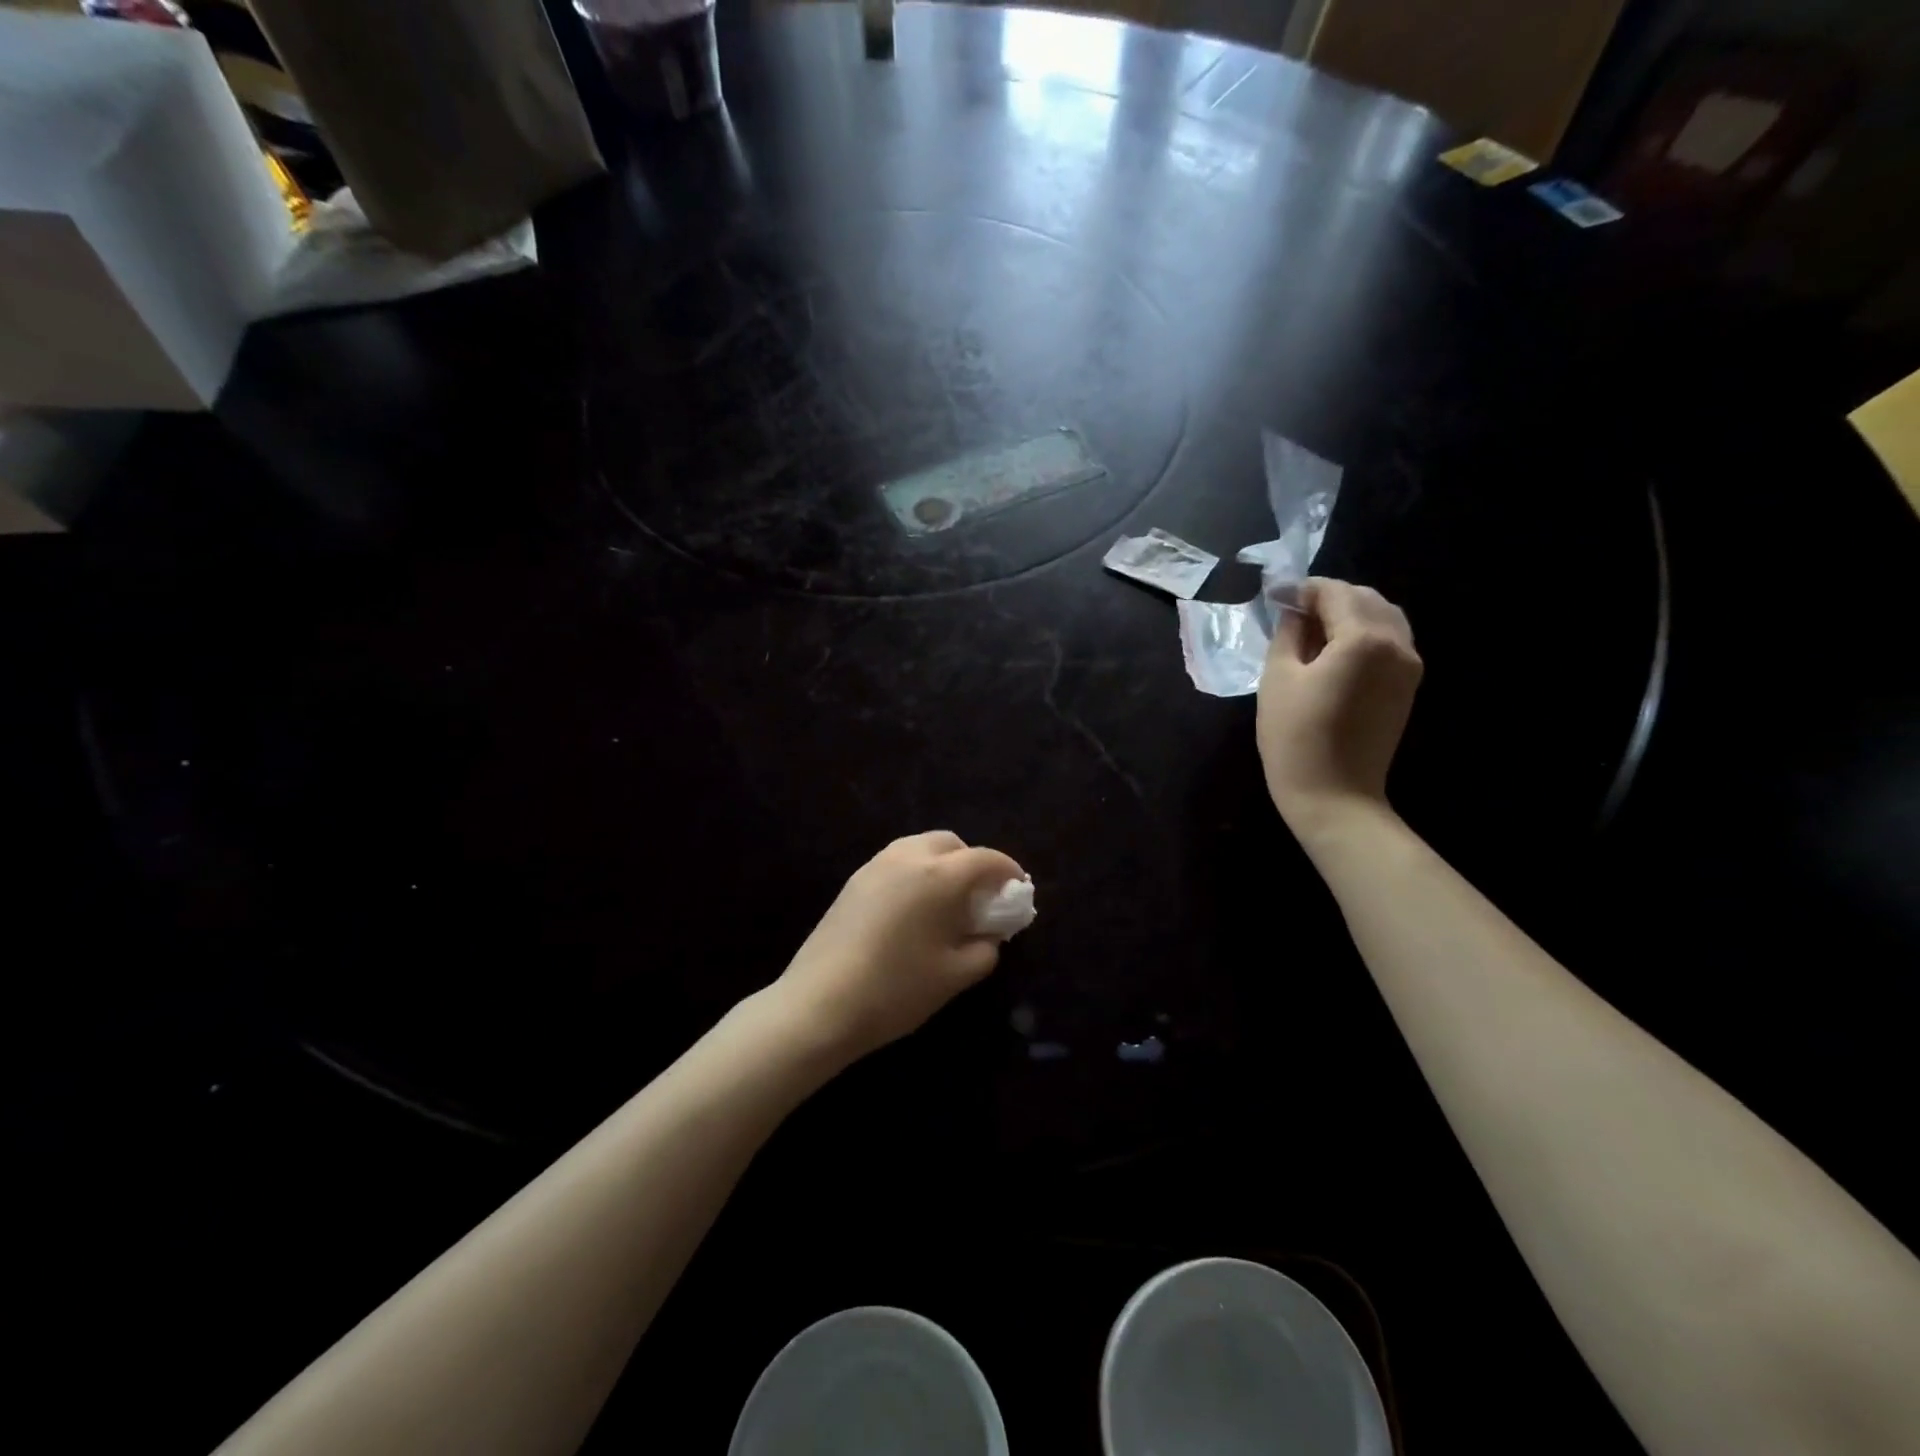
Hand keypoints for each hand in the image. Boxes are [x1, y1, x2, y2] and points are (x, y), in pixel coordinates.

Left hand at [776, 831, 1026, 1062]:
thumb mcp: (955, 975)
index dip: (1008, 871)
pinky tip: (913, 910)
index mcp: (939, 875)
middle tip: (980, 898)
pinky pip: (896, 862)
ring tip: (946, 903)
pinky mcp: (853, 881)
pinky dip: (915, 873)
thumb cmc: (897, 989)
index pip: (985, 859)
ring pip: (919, 848)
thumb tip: (988, 935)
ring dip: (941, 865)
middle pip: (951, 844)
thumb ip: (984, 949)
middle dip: (972, 863)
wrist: (820, 1003)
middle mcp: (908, 857)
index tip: (1018, 890)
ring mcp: (875, 865)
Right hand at [1257, 578, 1421, 831]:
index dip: (1303, 589)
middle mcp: (1397, 644)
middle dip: (1328, 598)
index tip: (1276, 597)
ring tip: (1312, 633)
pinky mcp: (1408, 686)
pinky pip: (1389, 641)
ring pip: (1383, 617)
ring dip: (1348, 614)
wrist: (1334, 795)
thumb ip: (1288, 634)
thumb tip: (1293, 610)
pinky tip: (1334, 653)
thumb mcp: (1278, 679)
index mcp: (1364, 638)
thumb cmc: (1295, 737)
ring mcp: (1409, 666)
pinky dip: (1363, 634)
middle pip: (1365, 598)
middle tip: (1291, 614)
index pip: (1335, 592)